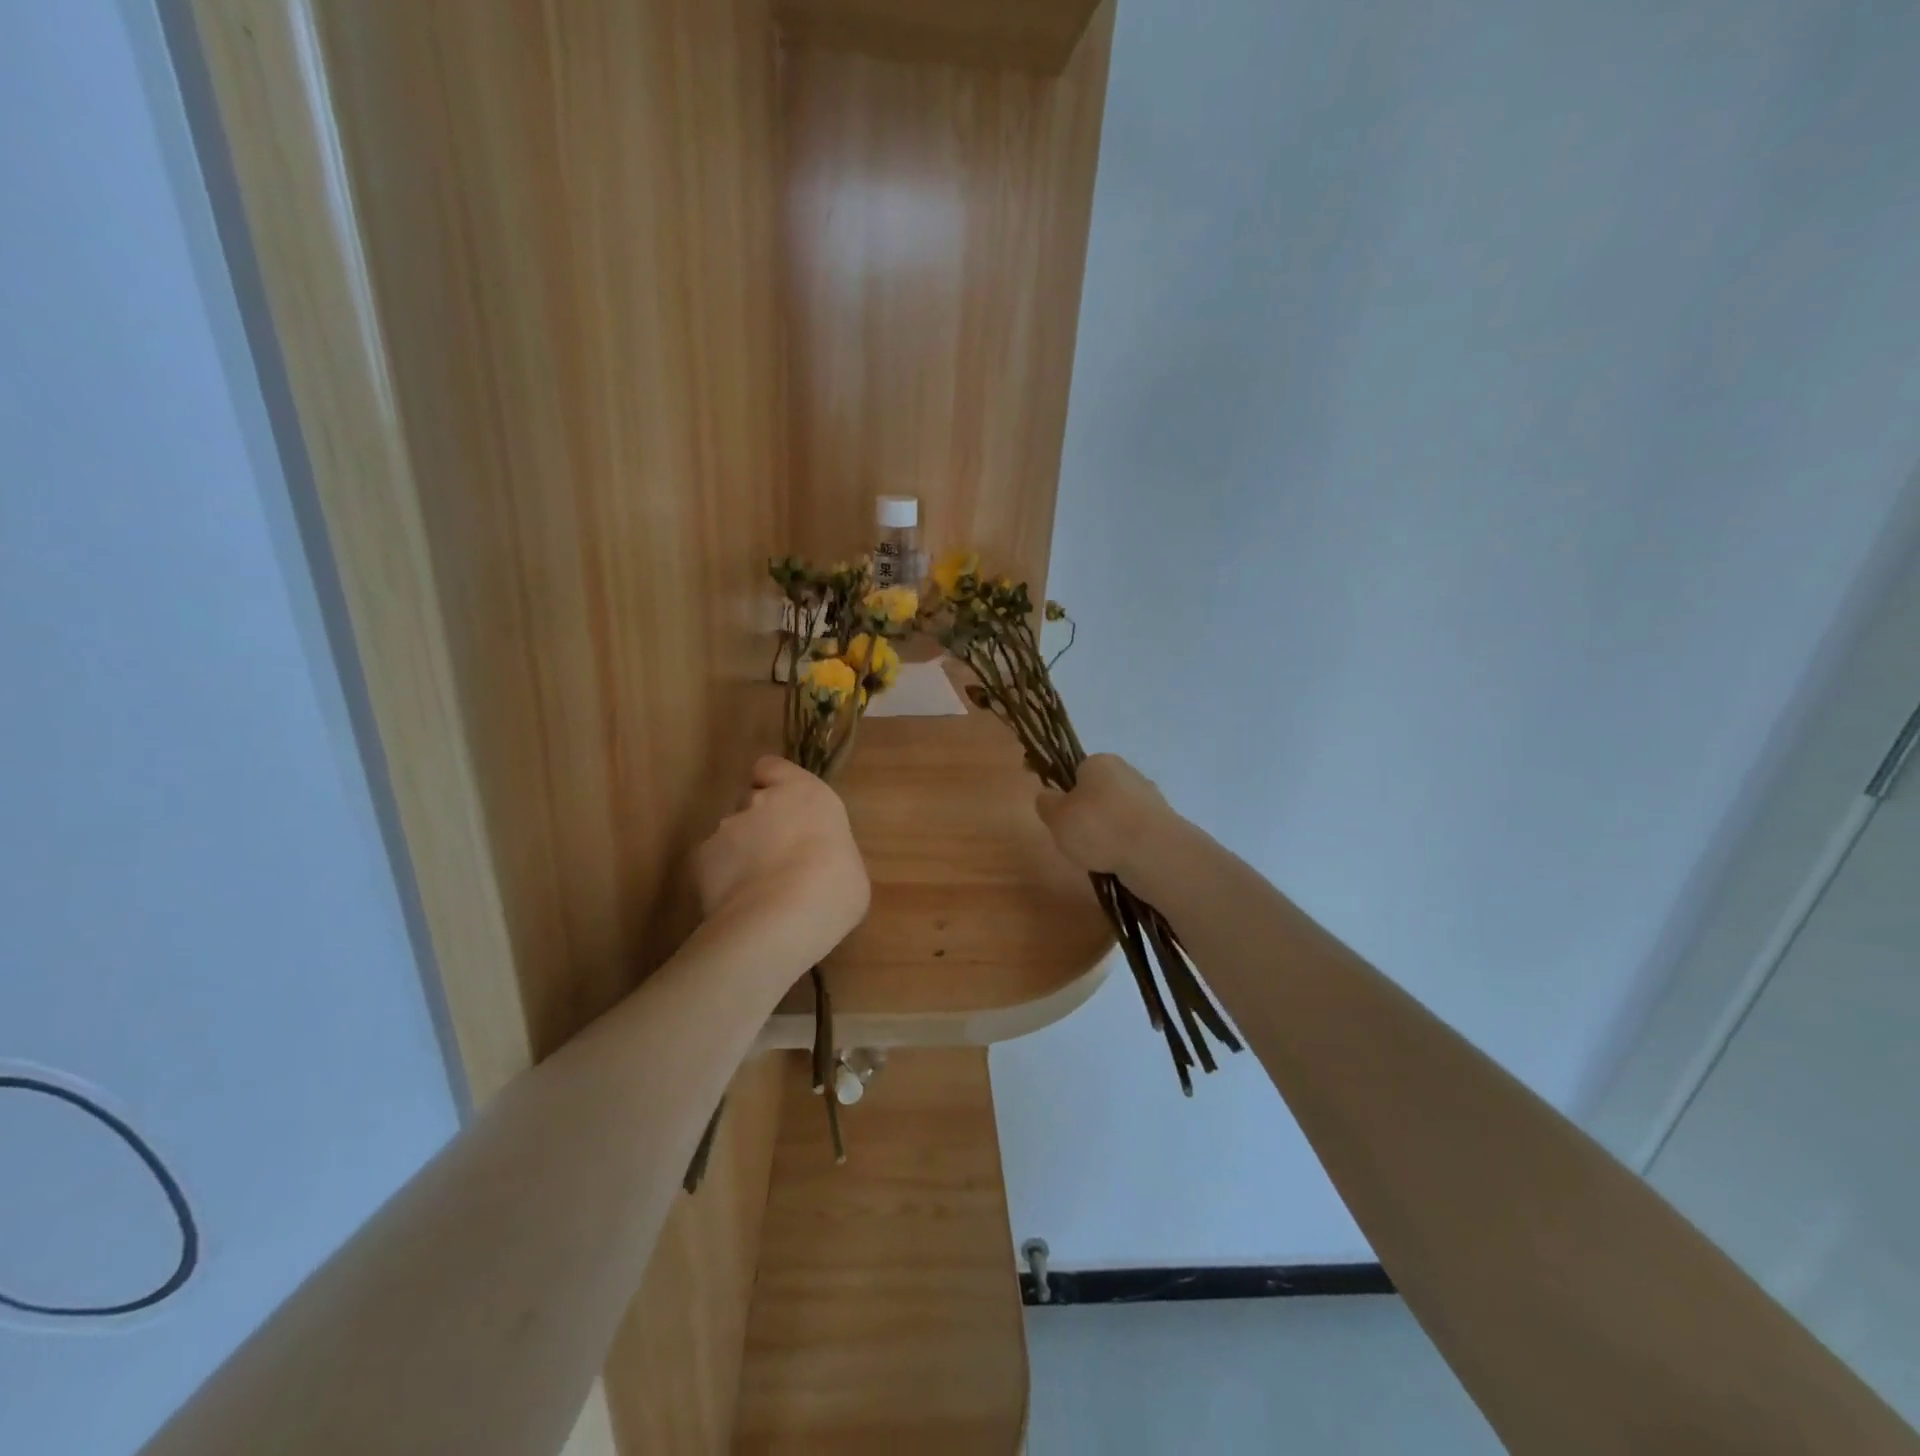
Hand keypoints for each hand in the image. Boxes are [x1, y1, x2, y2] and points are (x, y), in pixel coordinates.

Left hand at [694, 756, 870, 965]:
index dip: (773, 784)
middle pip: (752, 802)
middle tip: (776, 858)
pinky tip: (739, 903)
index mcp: (804, 792)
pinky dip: (723, 878)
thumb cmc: (835, 886)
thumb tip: (816, 860)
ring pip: (731, 834)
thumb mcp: (848, 862)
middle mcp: (762, 800)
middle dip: (760, 823)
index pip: (772, 767)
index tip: (783, 808)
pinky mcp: (702, 858)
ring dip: (741, 853)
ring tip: (756, 890)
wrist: (783, 917)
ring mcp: (727, 827)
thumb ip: (824, 847)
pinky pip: (713, 863)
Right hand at [1035, 754, 1176, 877]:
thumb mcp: (1056, 817)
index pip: (1077, 772)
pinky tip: (1120, 861)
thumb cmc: (1098, 827)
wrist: (1154, 853)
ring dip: (1108, 832)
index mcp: (1100, 762)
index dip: (1067, 794)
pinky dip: (1126, 845)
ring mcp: (1150, 798)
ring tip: (1099, 856)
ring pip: (1118, 814)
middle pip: (1099, 793)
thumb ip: (1046, 804)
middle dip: (1089, 814)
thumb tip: (1048, 797)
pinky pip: (1135, 833)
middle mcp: (1128, 772)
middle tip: (1077, 839)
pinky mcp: (1165, 823)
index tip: (1062, 817)